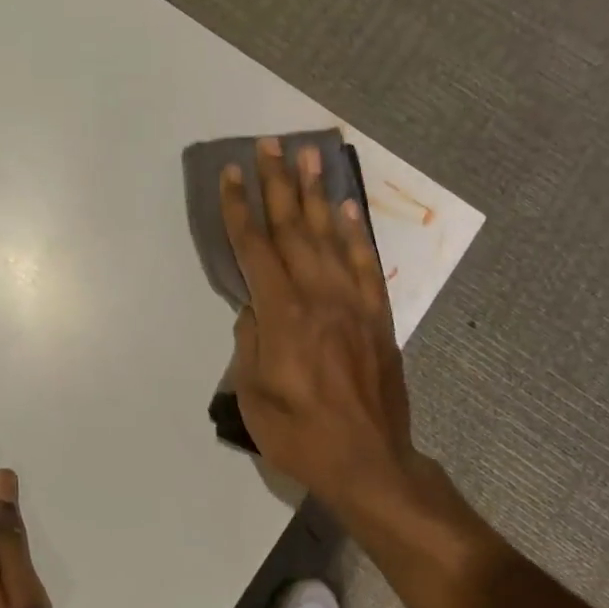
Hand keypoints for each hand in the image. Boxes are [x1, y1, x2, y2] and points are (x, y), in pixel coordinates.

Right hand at [220, 139, 418, 511]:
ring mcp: (354, 303)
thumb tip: (254, 308)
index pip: (255, 248)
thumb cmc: (300, 435)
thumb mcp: (253, 396)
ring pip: (331, 236)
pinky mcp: (378, 316)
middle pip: (294, 228)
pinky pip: (365, 263)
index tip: (230, 174)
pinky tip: (347, 207)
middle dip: (277, 184)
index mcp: (283, 315)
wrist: (369, 461)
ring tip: (309, 155)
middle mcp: (319, 297)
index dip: (239, 208)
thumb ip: (250, 342)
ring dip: (318, 193)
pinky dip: (355, 231)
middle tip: (268, 145)